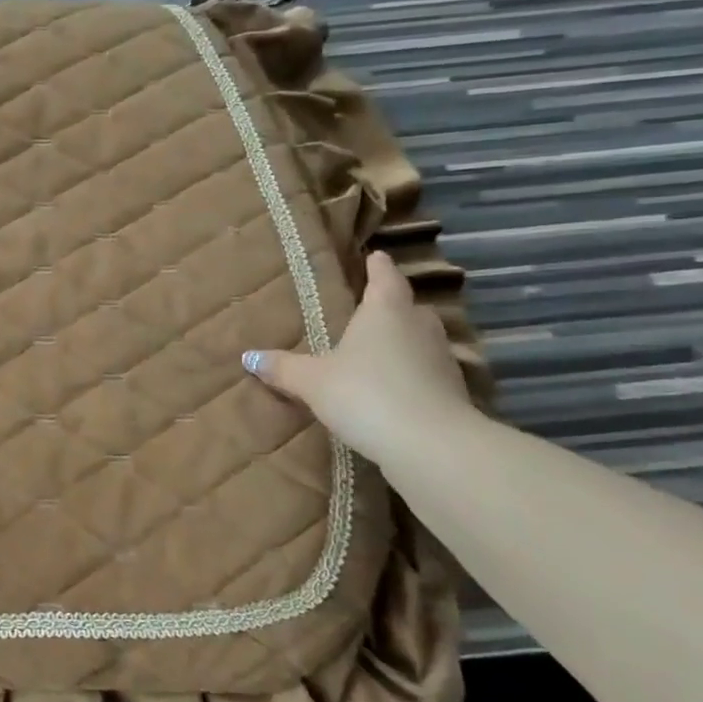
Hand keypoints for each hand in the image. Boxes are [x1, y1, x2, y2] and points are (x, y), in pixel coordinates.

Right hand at [243, 250, 473, 471]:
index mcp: (385, 310)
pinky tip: (394, 390)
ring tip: (378, 352)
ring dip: (403, 343)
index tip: (375, 256)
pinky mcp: (453, 391)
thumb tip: (248, 357)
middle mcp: (419, 325)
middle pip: (407, 307)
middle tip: (369, 311)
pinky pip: (427, 372)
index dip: (378, 266)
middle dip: (391, 308)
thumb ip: (283, 368)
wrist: (431, 444)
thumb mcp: (313, 381)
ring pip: (420, 340)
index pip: (384, 277)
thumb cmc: (365, 394)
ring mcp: (442, 358)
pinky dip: (412, 374)